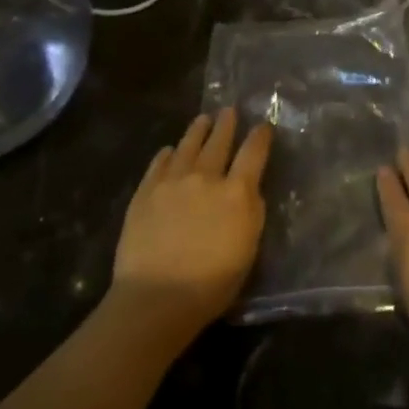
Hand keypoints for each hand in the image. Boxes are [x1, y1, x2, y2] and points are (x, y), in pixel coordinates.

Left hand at [112, 108, 270, 340]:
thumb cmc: (211, 283)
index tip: (263, 126)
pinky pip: (159, 164)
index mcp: (237, 192)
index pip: (253, 153)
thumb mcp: (248, 248)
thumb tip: (250, 189)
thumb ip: (253, 212)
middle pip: (219, 141)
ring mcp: (172, 182)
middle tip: (229, 111)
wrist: (156, 298)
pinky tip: (169, 150)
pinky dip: (167, 154)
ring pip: (187, 146)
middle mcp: (205, 177)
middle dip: (226, 124)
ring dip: (197, 130)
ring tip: (202, 119)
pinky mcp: (145, 192)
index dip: (260, 136)